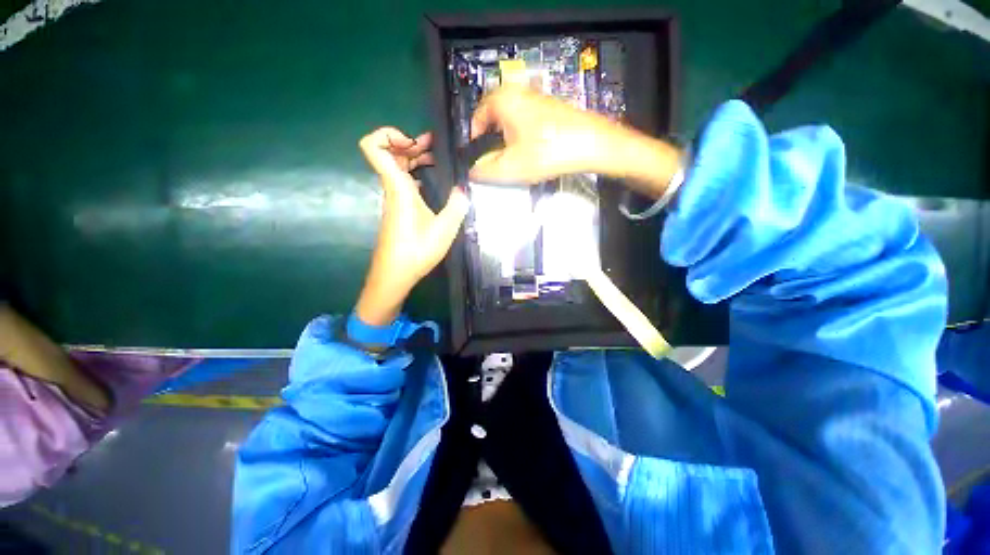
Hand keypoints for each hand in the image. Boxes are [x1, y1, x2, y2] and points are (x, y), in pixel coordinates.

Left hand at [355, 127, 469, 326]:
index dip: (388, 134)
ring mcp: (394, 200)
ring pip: (397, 168)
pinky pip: (402, 183)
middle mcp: (392, 189)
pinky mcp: (397, 210)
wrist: (394, 275)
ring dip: (415, 159)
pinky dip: (415, 175)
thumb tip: (463, 189)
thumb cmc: (416, 251)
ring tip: (438, 160)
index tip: (414, 142)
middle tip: (436, 147)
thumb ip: (457, 206)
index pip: (374, 147)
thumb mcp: (444, 229)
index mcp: (398, 187)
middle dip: (411, 143)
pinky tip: (433, 183)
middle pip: (390, 153)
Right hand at [469, 87, 681, 197]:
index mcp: (502, 100)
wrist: (591, 144)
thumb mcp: (511, 167)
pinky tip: (531, 152)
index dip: (475, 142)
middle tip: (496, 162)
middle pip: (493, 119)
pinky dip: (522, 137)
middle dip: (491, 142)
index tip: (479, 160)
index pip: (476, 118)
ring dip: (507, 141)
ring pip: (510, 121)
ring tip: (515, 160)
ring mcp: (535, 98)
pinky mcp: (549, 107)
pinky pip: (525, 122)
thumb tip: (472, 171)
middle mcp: (517, 92)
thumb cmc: (547, 152)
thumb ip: (485, 171)